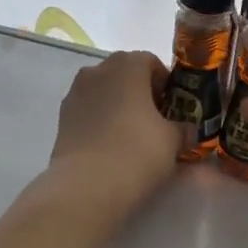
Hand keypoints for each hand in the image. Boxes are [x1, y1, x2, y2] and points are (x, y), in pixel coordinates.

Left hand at [47, 51, 181, 212]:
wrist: (87, 185)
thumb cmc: (137, 152)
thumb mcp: (173, 140)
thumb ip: (183, 128)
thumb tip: (185, 130)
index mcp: (127, 66)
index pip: (151, 62)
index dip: (165, 83)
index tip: (174, 107)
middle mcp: (98, 71)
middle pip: (125, 73)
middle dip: (141, 92)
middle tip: (156, 120)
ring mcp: (75, 93)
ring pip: (104, 91)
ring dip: (119, 105)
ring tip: (132, 134)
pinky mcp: (62, 118)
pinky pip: (89, 110)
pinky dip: (101, 120)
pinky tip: (111, 145)